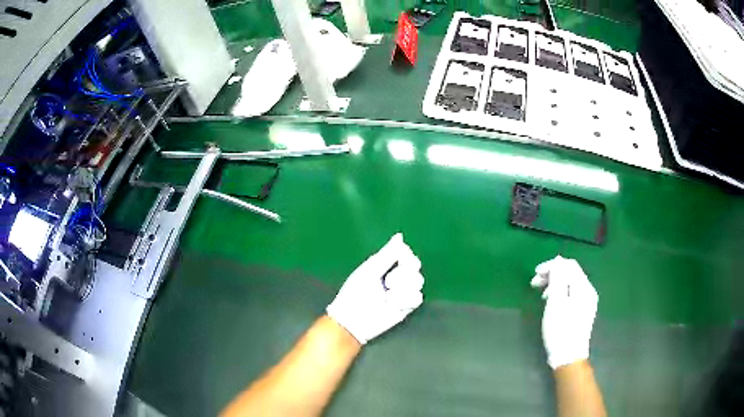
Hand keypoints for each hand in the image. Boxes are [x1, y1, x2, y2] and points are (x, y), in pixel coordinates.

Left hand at [327, 233, 424, 344]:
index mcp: (385, 265)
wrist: (354, 318)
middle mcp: (396, 276)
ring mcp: (402, 291)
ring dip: (401, 288)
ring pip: (417, 281)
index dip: (405, 256)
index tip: (398, 259)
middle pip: (415, 266)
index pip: (406, 253)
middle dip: (402, 273)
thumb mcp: (371, 269)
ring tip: (387, 296)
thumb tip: (400, 236)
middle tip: (388, 282)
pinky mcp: (406, 306)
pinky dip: (404, 300)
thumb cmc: (356, 292)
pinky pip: (417, 297)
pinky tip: (392, 305)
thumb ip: (387, 253)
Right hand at [531, 256, 597, 369]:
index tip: (535, 274)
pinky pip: (572, 293)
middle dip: (552, 274)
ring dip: (555, 284)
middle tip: (534, 284)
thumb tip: (558, 261)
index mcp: (583, 287)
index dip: (552, 265)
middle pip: (570, 273)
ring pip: (570, 284)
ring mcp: (587, 301)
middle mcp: (588, 291)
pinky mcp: (583, 311)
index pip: (569, 265)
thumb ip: (558, 279)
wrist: (569, 356)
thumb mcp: (556, 303)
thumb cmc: (560, 329)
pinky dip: (560, 293)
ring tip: (541, 295)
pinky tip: (552, 303)